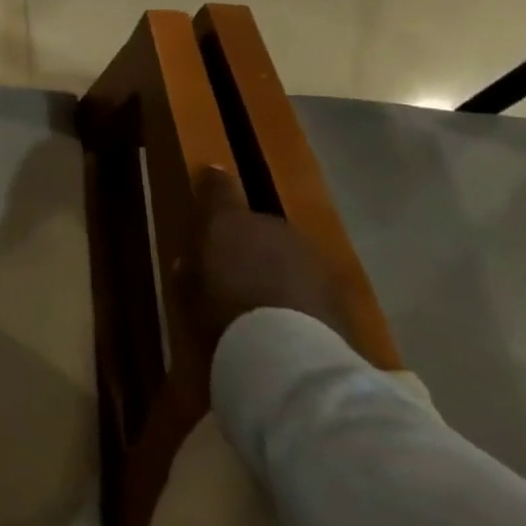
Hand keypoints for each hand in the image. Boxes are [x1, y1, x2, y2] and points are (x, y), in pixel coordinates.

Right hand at [187, 167, 346, 347]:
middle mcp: (269, 225)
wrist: (289, 352)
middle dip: (247, 239)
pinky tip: (289, 313)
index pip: (219, 187)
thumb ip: (189, 271)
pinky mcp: (335, 286)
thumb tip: (190, 263)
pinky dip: (297, 288)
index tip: (211, 174)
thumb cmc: (224, 313)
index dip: (214, 181)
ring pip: (285, 250)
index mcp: (228, 220)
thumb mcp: (189, 293)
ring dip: (275, 263)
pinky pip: (306, 278)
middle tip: (235, 264)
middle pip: (256, 223)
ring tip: (263, 292)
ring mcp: (307, 253)